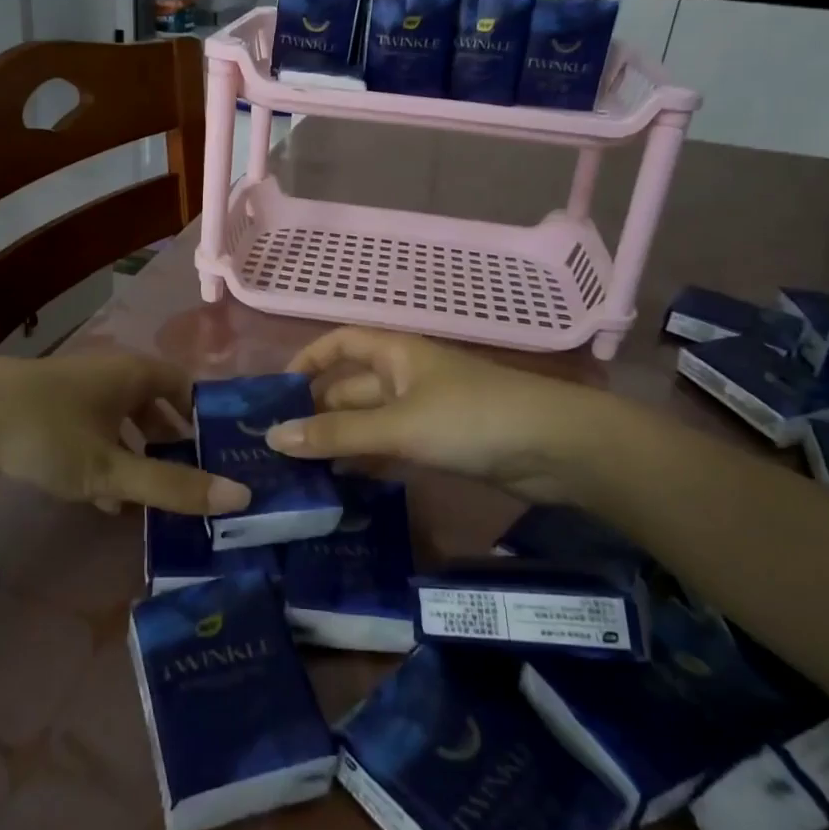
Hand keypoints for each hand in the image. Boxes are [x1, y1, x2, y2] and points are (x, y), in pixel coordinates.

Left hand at [0, 354, 250, 516]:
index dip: (206, 418)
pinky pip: (95, 433)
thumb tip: (240, 496)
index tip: (223, 456)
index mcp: (134, 374)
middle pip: (156, 406)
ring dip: (139, 458)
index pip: (187, 387)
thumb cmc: (45, 432)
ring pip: (123, 423)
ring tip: (153, 502)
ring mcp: (77, 390)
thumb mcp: (110, 467)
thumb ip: (171, 486)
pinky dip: (107, 460)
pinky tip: (105, 500)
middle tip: (192, 485)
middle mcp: (111, 373)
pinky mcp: (49, 409)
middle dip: (173, 445)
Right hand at [267, 328, 628, 508]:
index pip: (340, 343)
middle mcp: (405, 376)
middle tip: (276, 450)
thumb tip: (273, 436)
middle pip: (350, 388)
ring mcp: (424, 411)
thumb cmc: (471, 419)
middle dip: (317, 413)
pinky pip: (391, 447)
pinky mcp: (440, 444)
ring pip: (369, 422)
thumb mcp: (398, 425)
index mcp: (395, 353)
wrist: (555, 448)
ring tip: (299, 474)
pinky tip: (343, 486)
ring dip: (339, 442)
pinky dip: (367, 461)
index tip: (277, 392)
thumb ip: (337, 433)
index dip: (308, 360)